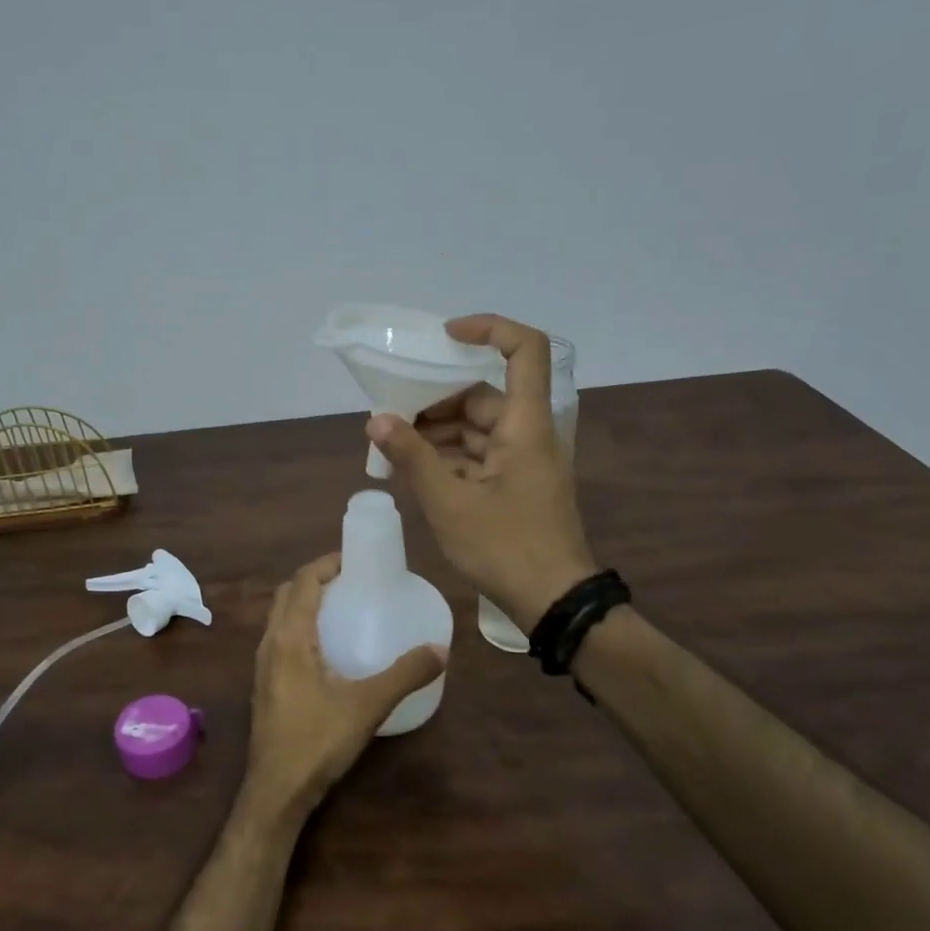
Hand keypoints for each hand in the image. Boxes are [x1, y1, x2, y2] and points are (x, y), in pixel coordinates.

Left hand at [244, 554, 445, 826]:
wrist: (277, 790)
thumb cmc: (317, 741)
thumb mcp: (367, 705)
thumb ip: (404, 675)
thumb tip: (441, 649)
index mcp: (289, 637)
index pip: (302, 582)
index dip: (326, 563)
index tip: (356, 559)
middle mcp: (269, 643)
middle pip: (287, 594)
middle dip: (316, 579)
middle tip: (352, 581)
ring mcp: (262, 665)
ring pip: (280, 617)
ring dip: (306, 603)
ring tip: (343, 608)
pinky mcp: (265, 684)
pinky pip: (280, 639)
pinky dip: (301, 627)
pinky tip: (328, 649)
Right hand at [366, 314, 596, 633]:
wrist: (553, 601)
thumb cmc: (505, 548)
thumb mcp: (449, 503)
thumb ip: (412, 458)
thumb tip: (376, 420)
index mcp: (525, 426)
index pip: (524, 350)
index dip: (489, 329)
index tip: (445, 335)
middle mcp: (529, 434)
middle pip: (485, 394)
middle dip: (437, 400)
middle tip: (393, 414)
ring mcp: (524, 461)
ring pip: (479, 428)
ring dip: (439, 432)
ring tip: (394, 446)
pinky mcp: (517, 485)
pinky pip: (480, 455)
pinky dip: (450, 457)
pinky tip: (416, 470)